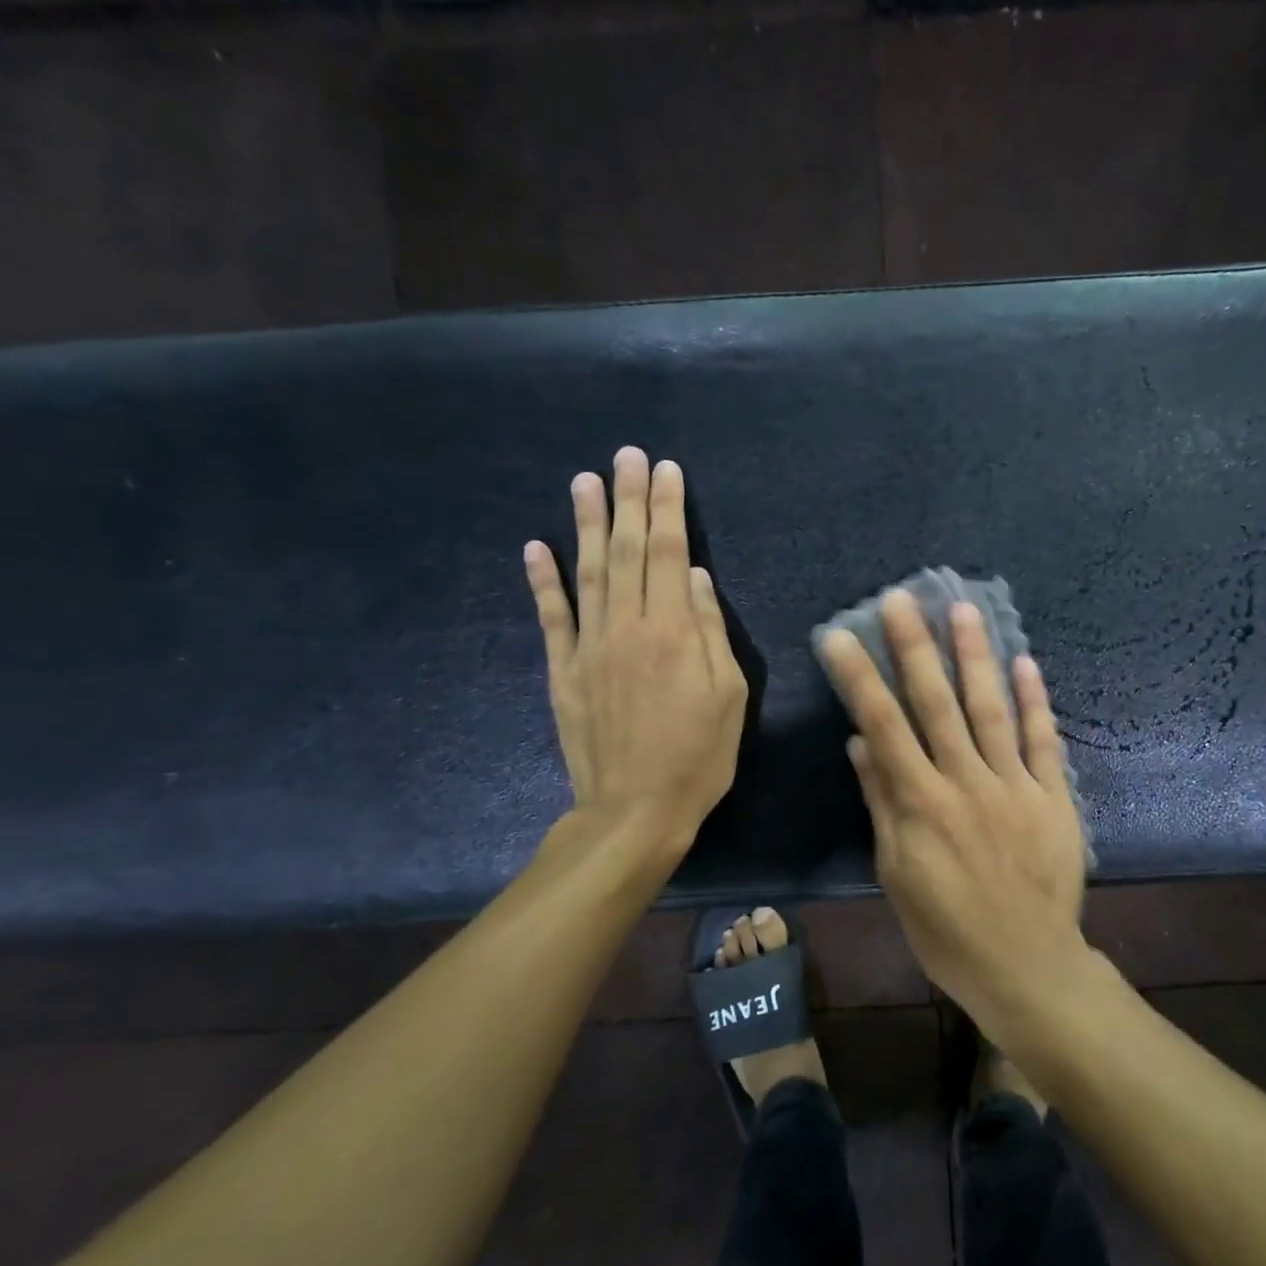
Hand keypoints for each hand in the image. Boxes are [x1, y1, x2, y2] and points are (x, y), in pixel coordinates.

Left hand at [524, 447, 746, 848]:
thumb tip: (696, 577)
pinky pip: (551, 617)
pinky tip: (535, 546)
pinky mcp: (563, 670)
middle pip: (627, 550)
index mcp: (674, 631)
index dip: (668, 509)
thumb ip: (711, 631)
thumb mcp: (730, 695)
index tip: (666, 470)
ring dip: (585, 523)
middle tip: (626, 456)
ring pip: (586, 572)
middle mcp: (627, 626)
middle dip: (629, 500)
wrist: (635, 809)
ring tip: (584, 481)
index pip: (669, 553)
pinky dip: (541, 580)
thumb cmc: (699, 755)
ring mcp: (589, 646)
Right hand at [819, 591, 1087, 1015]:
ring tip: (965, 610)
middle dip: (916, 647)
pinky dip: (1035, 702)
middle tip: (903, 598)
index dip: (860, 678)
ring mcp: (1014, 786)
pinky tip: (1025, 662)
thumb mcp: (897, 873)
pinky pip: (1042, 742)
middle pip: (936, 704)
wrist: (1026, 966)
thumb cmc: (946, 929)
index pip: (883, 726)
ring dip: (976, 658)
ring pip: (991, 710)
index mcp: (922, 804)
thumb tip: (861, 744)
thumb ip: (883, 803)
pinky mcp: (1053, 797)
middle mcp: (966, 782)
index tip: (839, 636)